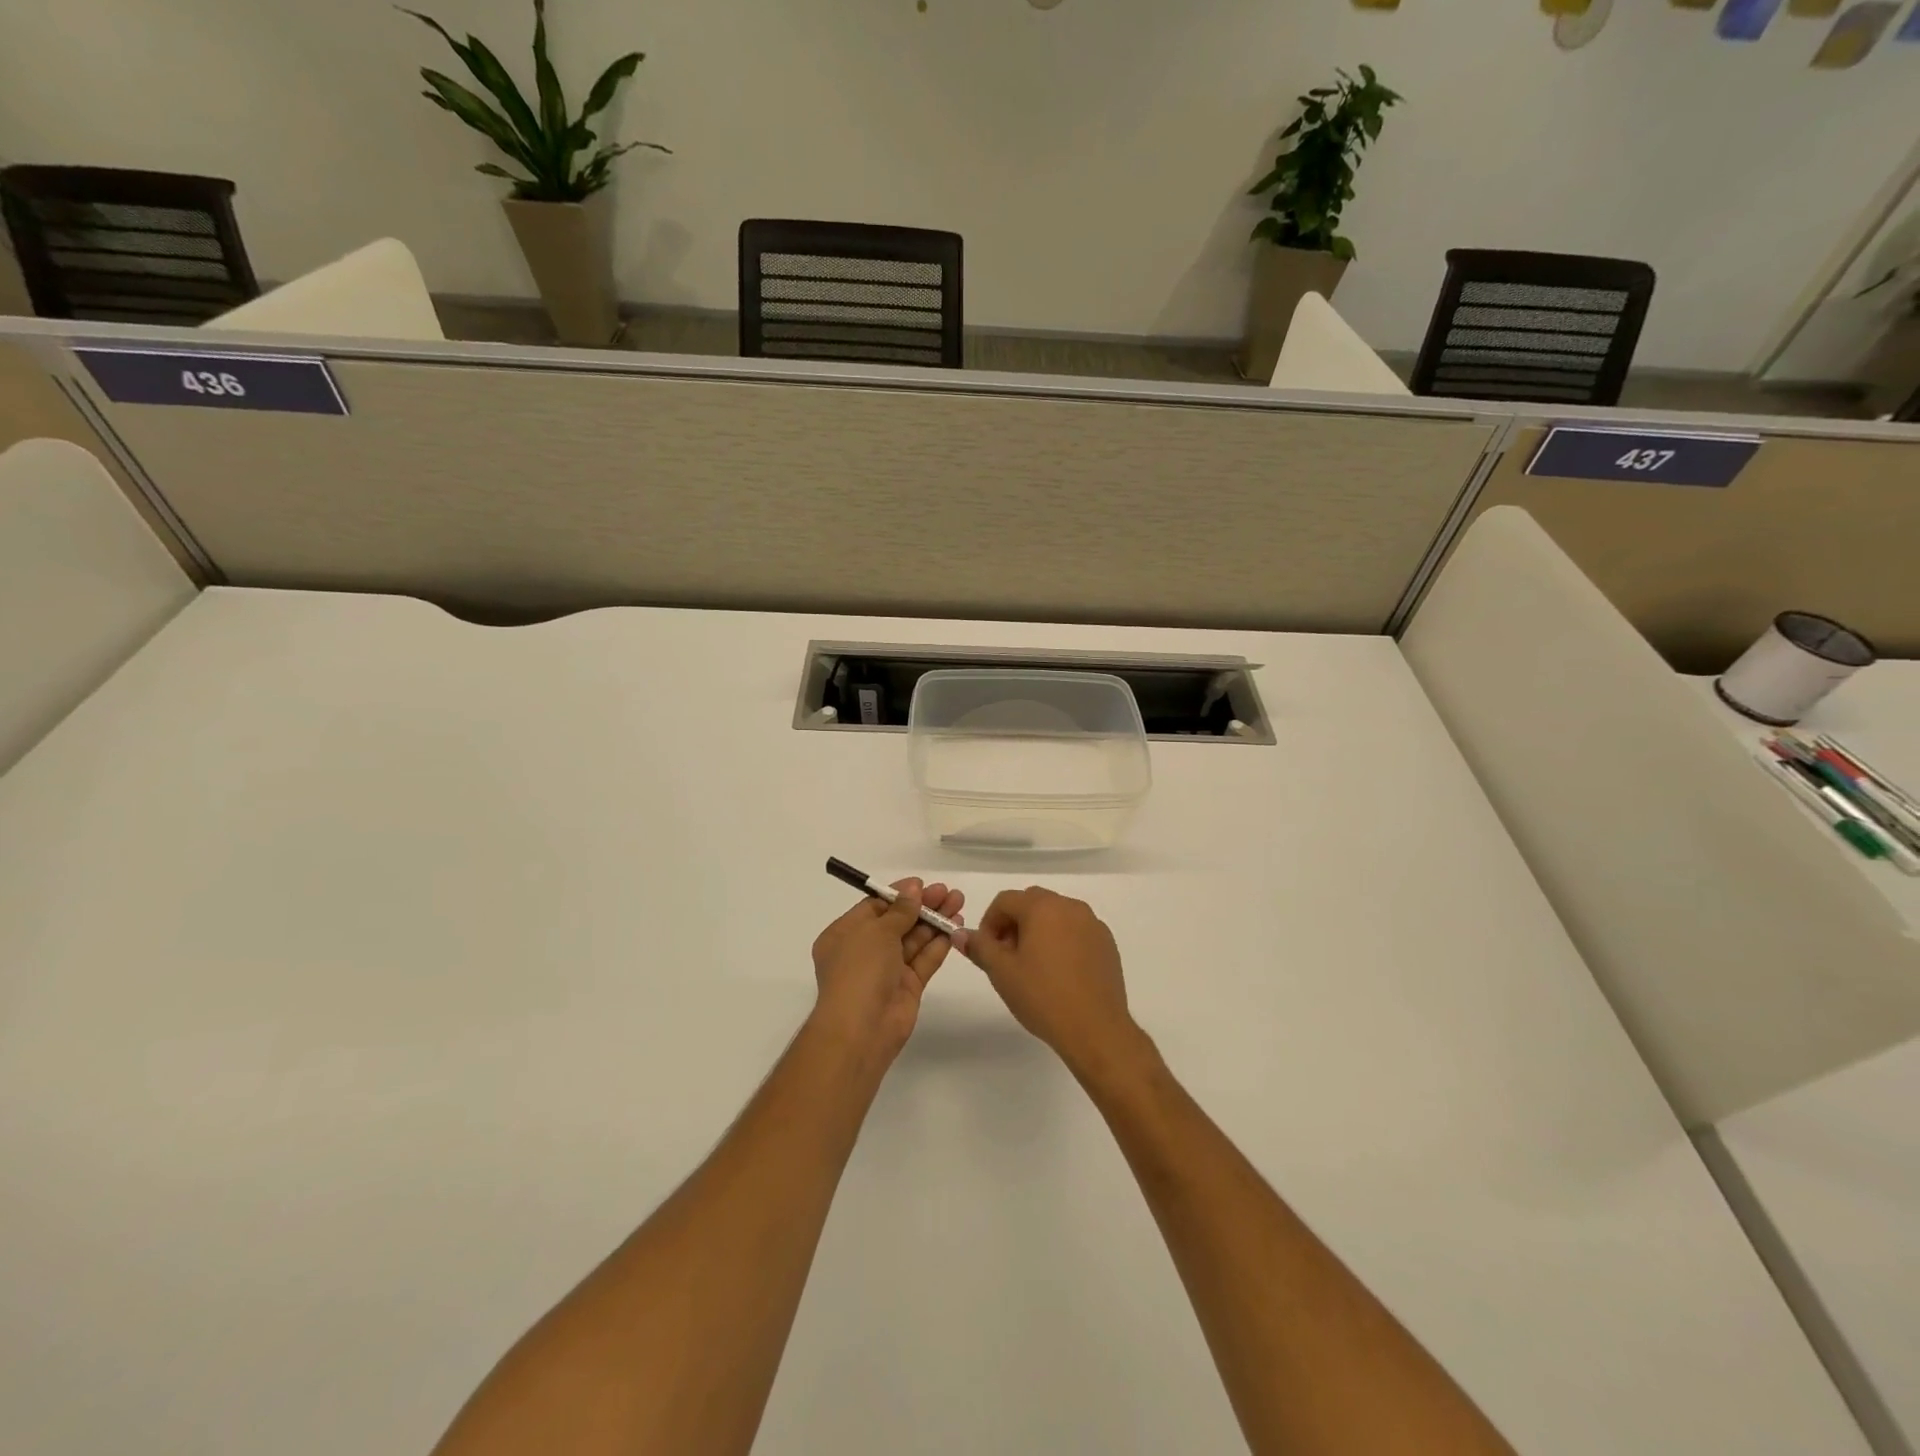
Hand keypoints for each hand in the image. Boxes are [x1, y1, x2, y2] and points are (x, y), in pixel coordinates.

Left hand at [810, 879, 963, 1065]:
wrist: (861, 1029)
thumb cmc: (859, 971)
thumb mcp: (876, 932)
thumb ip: (900, 910)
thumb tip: (913, 890)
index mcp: (845, 935)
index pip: (875, 908)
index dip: (899, 895)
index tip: (923, 885)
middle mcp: (865, 951)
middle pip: (898, 922)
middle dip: (922, 906)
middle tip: (948, 892)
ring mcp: (887, 970)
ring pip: (914, 939)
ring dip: (935, 921)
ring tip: (958, 902)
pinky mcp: (907, 987)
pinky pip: (924, 959)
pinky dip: (939, 943)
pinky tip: (956, 927)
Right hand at [965, 887, 1141, 1077]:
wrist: (1096, 1029)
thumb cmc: (1043, 997)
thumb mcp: (1001, 972)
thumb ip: (979, 947)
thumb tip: (960, 934)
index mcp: (1042, 907)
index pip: (1005, 900)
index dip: (989, 922)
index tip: (986, 950)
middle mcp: (1070, 906)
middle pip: (1032, 903)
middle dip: (1014, 924)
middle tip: (1007, 957)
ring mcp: (1092, 924)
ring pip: (1056, 916)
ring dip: (1038, 931)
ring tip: (1033, 967)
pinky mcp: (1107, 943)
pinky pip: (1077, 931)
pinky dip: (1062, 941)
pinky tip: (1059, 973)